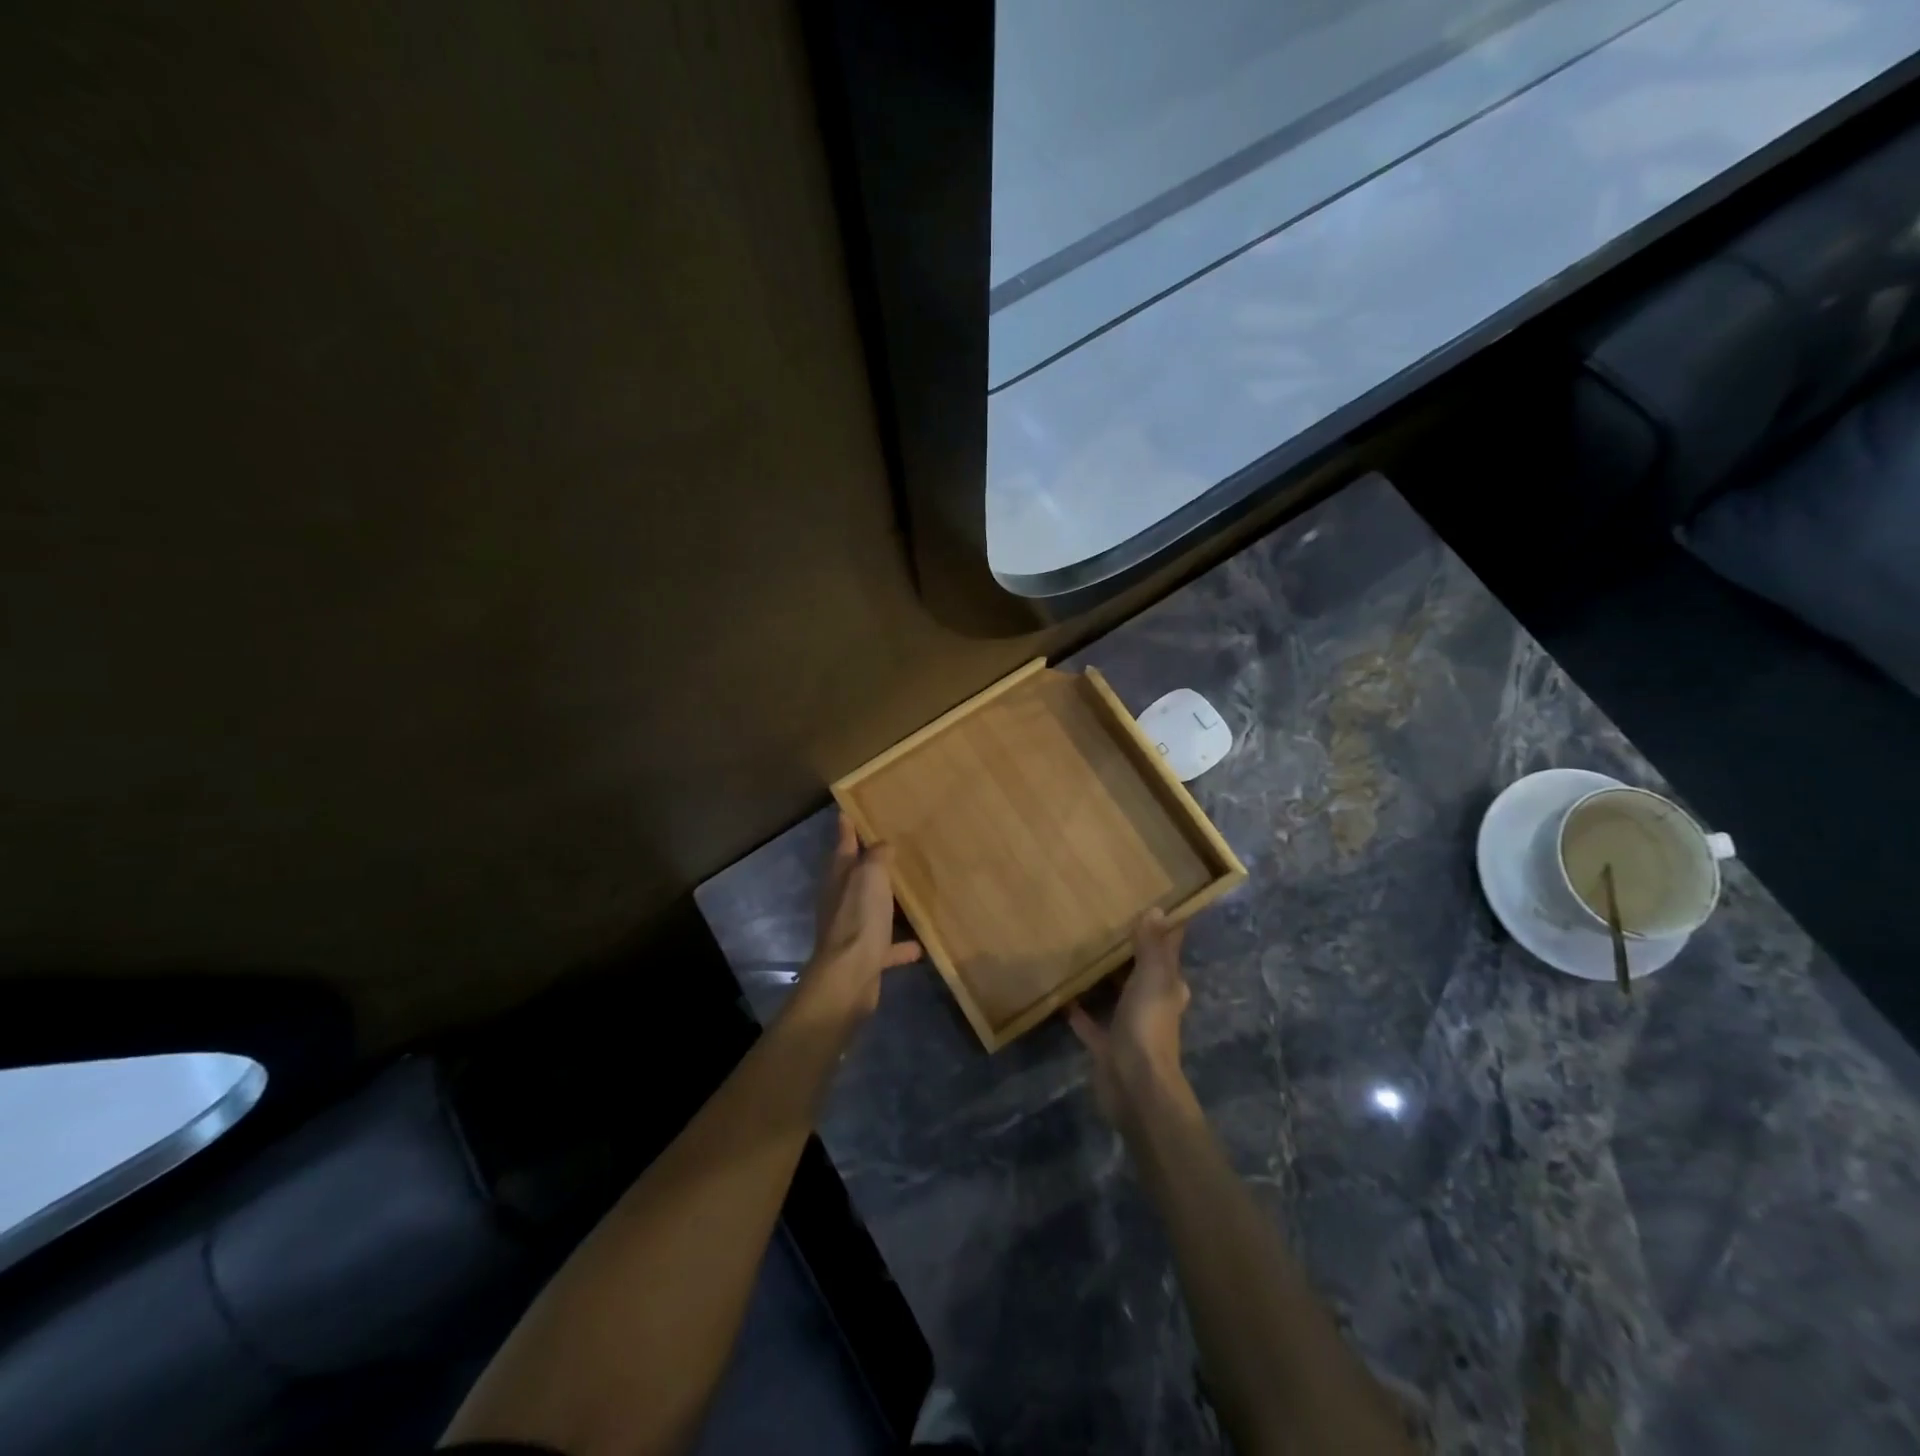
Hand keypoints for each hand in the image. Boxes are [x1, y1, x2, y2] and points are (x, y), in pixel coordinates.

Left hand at [802, 813, 921, 1018]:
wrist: (849, 977)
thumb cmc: (859, 918)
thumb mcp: (870, 876)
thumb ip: (877, 857)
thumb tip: (883, 844)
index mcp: (840, 876)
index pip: (843, 842)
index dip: (846, 826)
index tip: (848, 809)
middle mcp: (842, 899)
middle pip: (856, 875)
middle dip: (870, 861)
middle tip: (892, 845)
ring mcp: (853, 928)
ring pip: (871, 908)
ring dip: (886, 902)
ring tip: (910, 890)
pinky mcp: (865, 956)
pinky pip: (887, 945)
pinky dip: (901, 944)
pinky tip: (921, 944)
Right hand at [1069, 909, 1193, 1124]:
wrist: (1135, 1085)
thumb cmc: (1148, 1025)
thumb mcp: (1152, 978)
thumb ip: (1152, 946)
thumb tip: (1158, 910)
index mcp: (1168, 987)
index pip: (1168, 952)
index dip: (1163, 931)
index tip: (1149, 906)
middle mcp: (1152, 1005)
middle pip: (1142, 973)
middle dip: (1129, 953)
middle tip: (1106, 923)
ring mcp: (1129, 1027)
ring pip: (1117, 996)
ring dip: (1104, 980)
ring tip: (1081, 952)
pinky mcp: (1106, 1046)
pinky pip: (1090, 1023)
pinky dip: (1078, 1010)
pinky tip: (1060, 994)